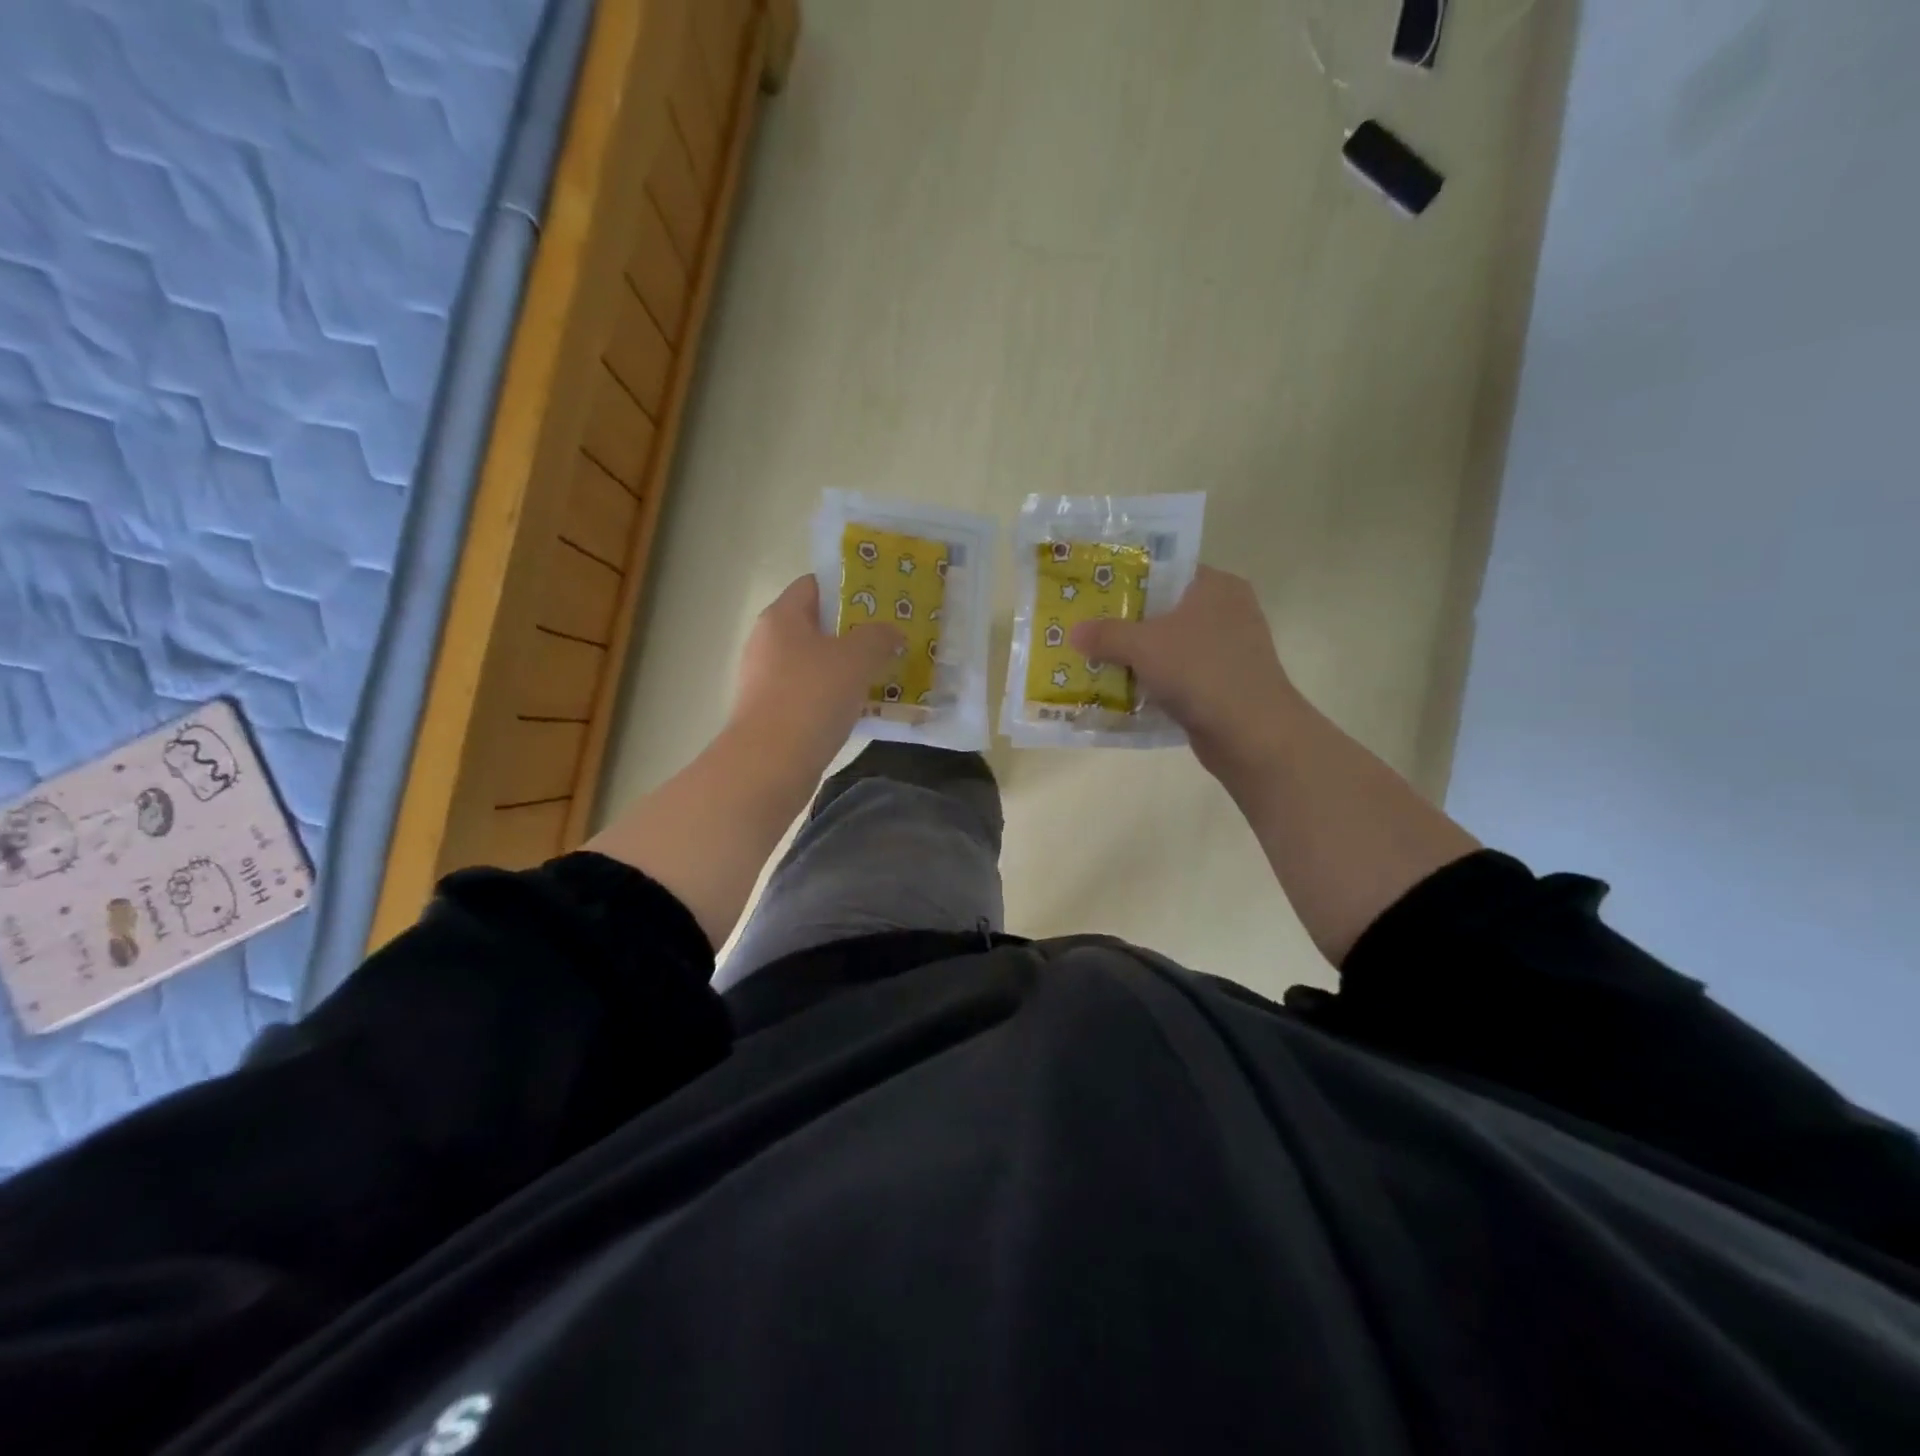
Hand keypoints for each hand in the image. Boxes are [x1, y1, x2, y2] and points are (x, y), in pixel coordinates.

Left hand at [731, 576, 903, 765]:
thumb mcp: (856, 659)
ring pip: (816, 664)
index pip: (815, 585)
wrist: (770, 764)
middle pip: (816, 626)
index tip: (882, 601)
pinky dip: (835, 697)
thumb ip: (879, 637)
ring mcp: (766, 681)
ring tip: (884, 674)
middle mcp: (768, 643)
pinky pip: (811, 695)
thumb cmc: (811, 697)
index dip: (848, 588)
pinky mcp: (772, 714)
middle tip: (891, 639)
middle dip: (854, 632)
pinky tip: (862, 708)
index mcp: (781, 617)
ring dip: (847, 668)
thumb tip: (891, 633)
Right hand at [1071, 566, 1302, 780]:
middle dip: (1126, 622)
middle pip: (1164, 610)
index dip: (1128, 579)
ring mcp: (1227, 651)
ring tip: (1095, 659)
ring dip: (1137, 656)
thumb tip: (1074, 632)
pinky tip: (1122, 691)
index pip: (1166, 570)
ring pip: (1170, 646)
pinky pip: (1178, 676)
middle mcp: (1226, 612)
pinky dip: (1153, 682)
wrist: (1251, 733)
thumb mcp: (1143, 645)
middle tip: (1086, 627)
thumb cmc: (1200, 671)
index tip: (1093, 591)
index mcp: (1216, 586)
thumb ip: (1106, 634)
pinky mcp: (1223, 685)